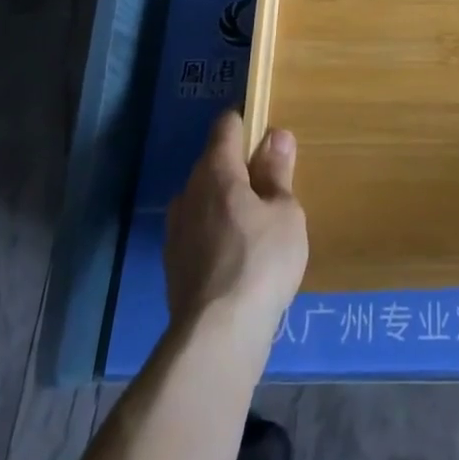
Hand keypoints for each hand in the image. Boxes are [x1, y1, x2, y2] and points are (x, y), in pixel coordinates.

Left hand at [163, 112, 307, 347]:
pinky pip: (198, 231)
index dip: (246, 122)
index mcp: (216, 171)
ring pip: (203, 199)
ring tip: (256, 223)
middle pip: (213, 163)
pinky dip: (216, 232)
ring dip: (225, 202)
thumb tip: (275, 135)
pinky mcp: (173, 265)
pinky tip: (237, 256)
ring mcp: (175, 231)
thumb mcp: (285, 212)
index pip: (226, 126)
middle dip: (239, 167)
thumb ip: (278, 172)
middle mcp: (189, 193)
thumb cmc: (261, 261)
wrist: (216, 338)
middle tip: (271, 184)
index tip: (266, 129)